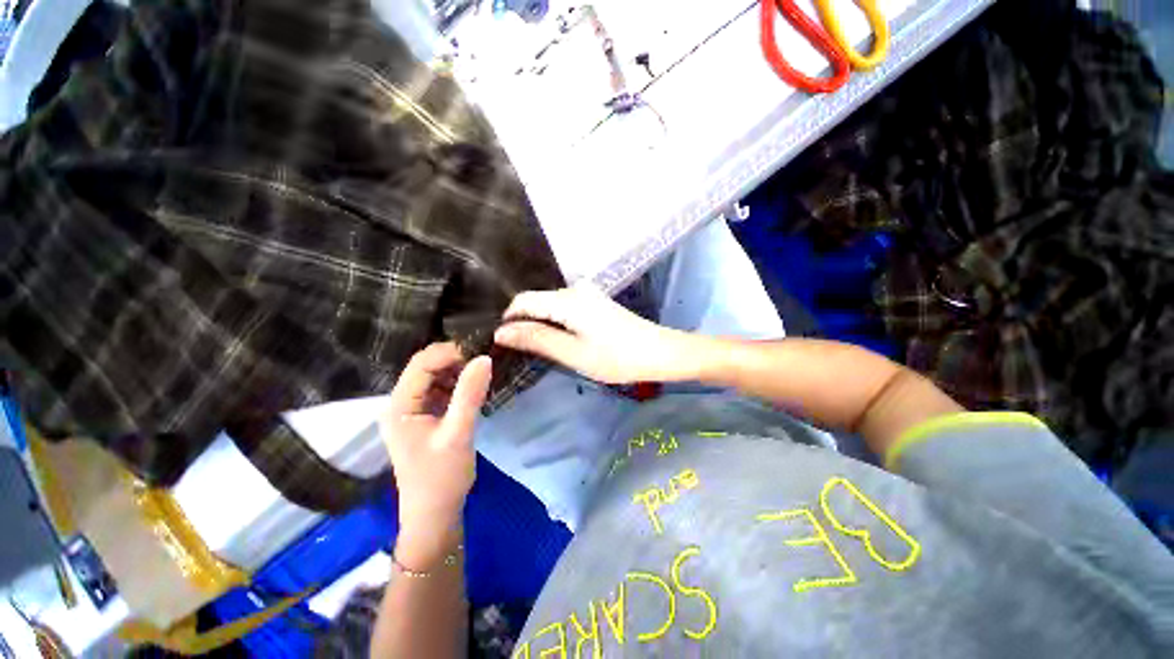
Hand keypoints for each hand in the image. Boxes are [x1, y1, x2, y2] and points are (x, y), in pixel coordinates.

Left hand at [381, 343, 489, 558]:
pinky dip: (458, 384)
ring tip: (482, 371)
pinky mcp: (426, 417)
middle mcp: (401, 403)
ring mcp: (413, 410)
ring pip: (435, 377)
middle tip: (484, 359)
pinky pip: (441, 390)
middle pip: (426, 367)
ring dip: (457, 371)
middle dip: (455, 360)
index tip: (480, 350)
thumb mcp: (458, 434)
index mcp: (400, 406)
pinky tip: (474, 387)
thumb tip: (484, 358)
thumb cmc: (442, 477)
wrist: (435, 514)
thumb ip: (469, 395)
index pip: (421, 365)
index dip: (449, 353)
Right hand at [494, 285, 688, 383]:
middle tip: (516, 351)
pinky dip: (554, 322)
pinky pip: (564, 308)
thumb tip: (501, 332)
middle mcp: (575, 289)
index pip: (523, 301)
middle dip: (522, 322)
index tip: (500, 342)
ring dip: (539, 323)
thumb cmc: (616, 357)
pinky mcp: (595, 302)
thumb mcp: (573, 353)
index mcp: (567, 299)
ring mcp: (587, 294)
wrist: (659, 352)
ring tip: (534, 348)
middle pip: (536, 301)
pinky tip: (556, 339)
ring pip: (550, 305)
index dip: (508, 319)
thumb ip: (537, 339)